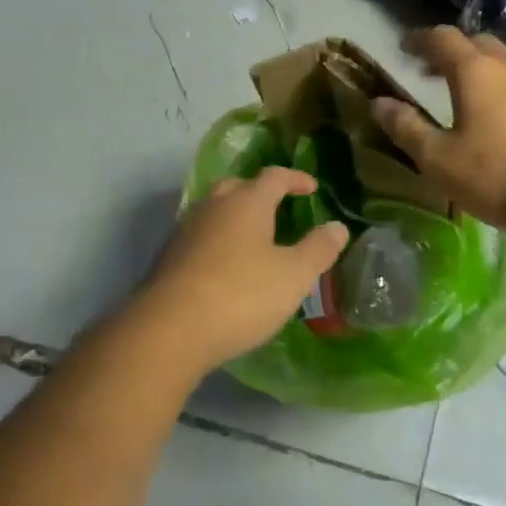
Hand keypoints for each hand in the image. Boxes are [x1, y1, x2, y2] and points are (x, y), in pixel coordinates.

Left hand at [135, 167, 349, 373]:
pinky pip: (200, 237)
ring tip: (254, 239)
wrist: (169, 330)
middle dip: (259, 193)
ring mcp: (185, 231)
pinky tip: (225, 267)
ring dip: (235, 217)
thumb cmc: (241, 295)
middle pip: (237, 187)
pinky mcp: (168, 258)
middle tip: (278, 208)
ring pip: (214, 212)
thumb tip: (337, 226)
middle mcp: (212, 207)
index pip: (274, 176)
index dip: (296, 179)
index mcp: (246, 203)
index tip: (312, 188)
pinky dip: (218, 242)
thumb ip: (318, 248)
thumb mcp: (294, 275)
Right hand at [372, 26, 505, 248]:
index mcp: (476, 71)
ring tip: (469, 89)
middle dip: (450, 51)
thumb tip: (379, 102)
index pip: (442, 38)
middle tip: (431, 72)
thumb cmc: (496, 179)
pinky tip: (503, 111)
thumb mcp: (438, 160)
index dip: (419, 39)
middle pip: (477, 42)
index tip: (403, 48)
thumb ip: (406, 127)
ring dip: (482, 64)